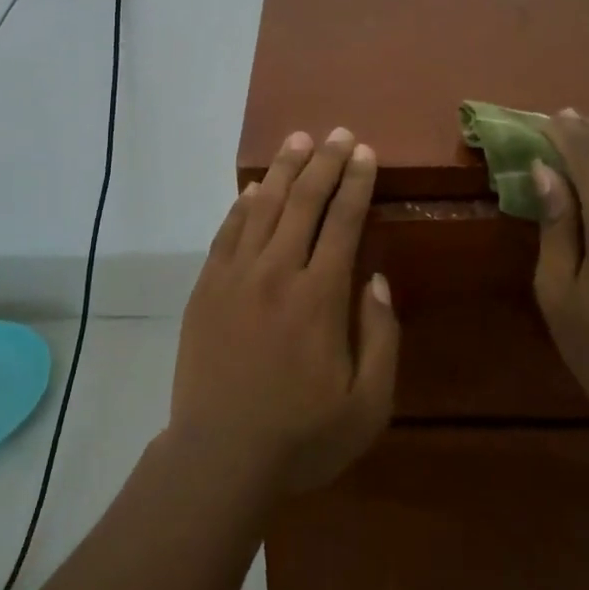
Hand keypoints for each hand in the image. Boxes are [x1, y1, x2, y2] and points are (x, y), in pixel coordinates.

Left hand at [169, 128, 399, 500]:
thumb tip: (376, 279)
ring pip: (264, 207)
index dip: (355, 183)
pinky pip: (227, 232)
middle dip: (325, 162)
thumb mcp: (367, 406)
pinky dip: (242, 205)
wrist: (219, 456)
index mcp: (319, 297)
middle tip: (338, 132)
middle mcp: (278, 272)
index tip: (364, 152)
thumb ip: (381, 338)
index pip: (342, 222)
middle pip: (304, 202)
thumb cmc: (301, 437)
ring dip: (284, 169)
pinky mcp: (208, 287)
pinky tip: (254, 188)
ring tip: (298, 139)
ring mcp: (237, 276)